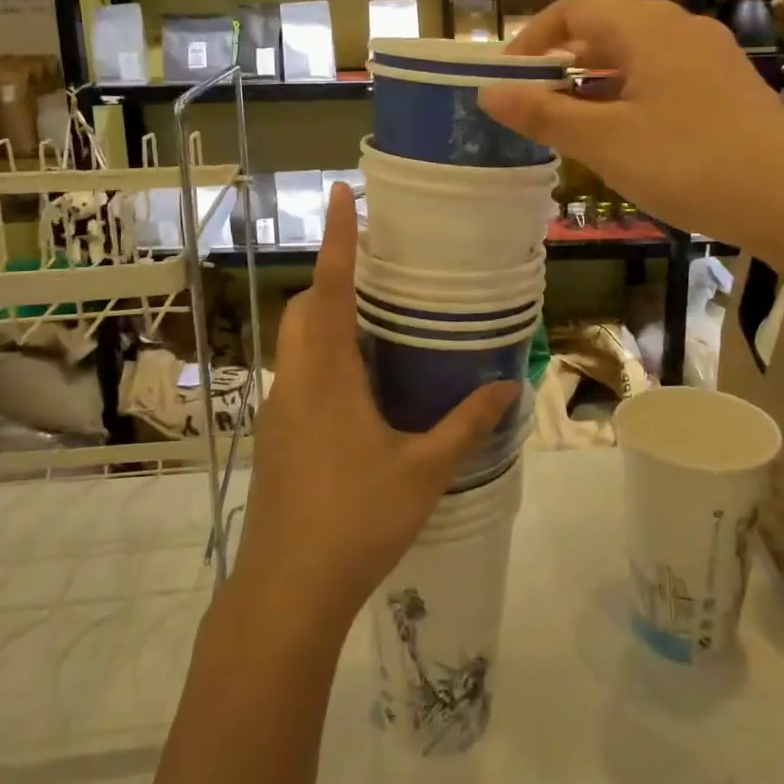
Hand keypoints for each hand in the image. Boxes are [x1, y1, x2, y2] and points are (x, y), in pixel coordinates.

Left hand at [231, 183, 517, 640]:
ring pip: (298, 341)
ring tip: (374, 320)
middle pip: (305, 308)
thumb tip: (507, 389)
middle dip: (333, 278)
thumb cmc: (356, 521)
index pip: (330, 288)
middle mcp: (295, 380)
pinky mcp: (276, 434)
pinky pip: (299, 373)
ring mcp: (279, 408)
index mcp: (327, 375)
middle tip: (376, 271)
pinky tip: (360, 386)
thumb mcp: (423, 472)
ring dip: (327, 318)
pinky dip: (324, 355)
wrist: (287, 589)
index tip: (341, 194)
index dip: (337, 239)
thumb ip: (465, 425)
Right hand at [480, 0, 783, 251]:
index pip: (575, 8)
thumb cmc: (690, 162)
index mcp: (648, 29)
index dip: (534, 36)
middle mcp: (681, 30)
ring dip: (595, 82)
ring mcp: (710, 59)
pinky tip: (625, 136)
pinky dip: (629, 96)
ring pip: (636, 56)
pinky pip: (663, 77)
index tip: (508, 75)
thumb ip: (544, 115)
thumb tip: (489, 93)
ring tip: (571, 124)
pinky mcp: (728, 89)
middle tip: (533, 103)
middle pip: (606, 29)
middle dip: (562, 61)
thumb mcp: (605, 142)